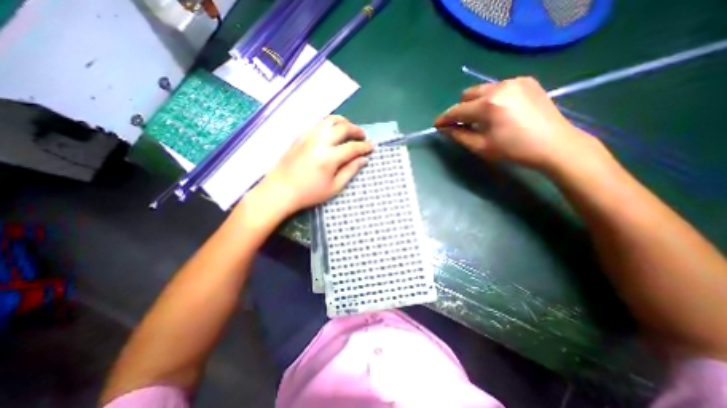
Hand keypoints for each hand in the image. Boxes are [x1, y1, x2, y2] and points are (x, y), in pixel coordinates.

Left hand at [250, 114, 373, 215]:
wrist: (280, 191)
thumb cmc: (309, 193)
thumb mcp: (334, 187)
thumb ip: (350, 171)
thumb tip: (363, 159)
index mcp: (329, 157)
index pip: (353, 147)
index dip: (365, 147)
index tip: (371, 147)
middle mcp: (320, 141)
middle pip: (343, 127)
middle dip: (356, 130)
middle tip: (362, 136)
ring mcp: (308, 136)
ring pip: (330, 120)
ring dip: (343, 122)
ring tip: (349, 130)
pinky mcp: (300, 136)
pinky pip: (318, 123)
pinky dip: (330, 124)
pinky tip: (332, 133)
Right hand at [433, 74, 598, 169]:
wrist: (555, 144)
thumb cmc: (514, 150)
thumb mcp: (481, 146)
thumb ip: (459, 135)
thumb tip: (445, 128)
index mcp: (489, 105)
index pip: (457, 110)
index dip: (444, 118)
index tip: (436, 124)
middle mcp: (500, 87)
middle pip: (468, 94)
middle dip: (460, 109)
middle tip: (461, 124)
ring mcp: (515, 81)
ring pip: (482, 90)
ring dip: (475, 103)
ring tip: (481, 119)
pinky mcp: (526, 81)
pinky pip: (498, 87)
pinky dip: (491, 99)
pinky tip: (498, 112)